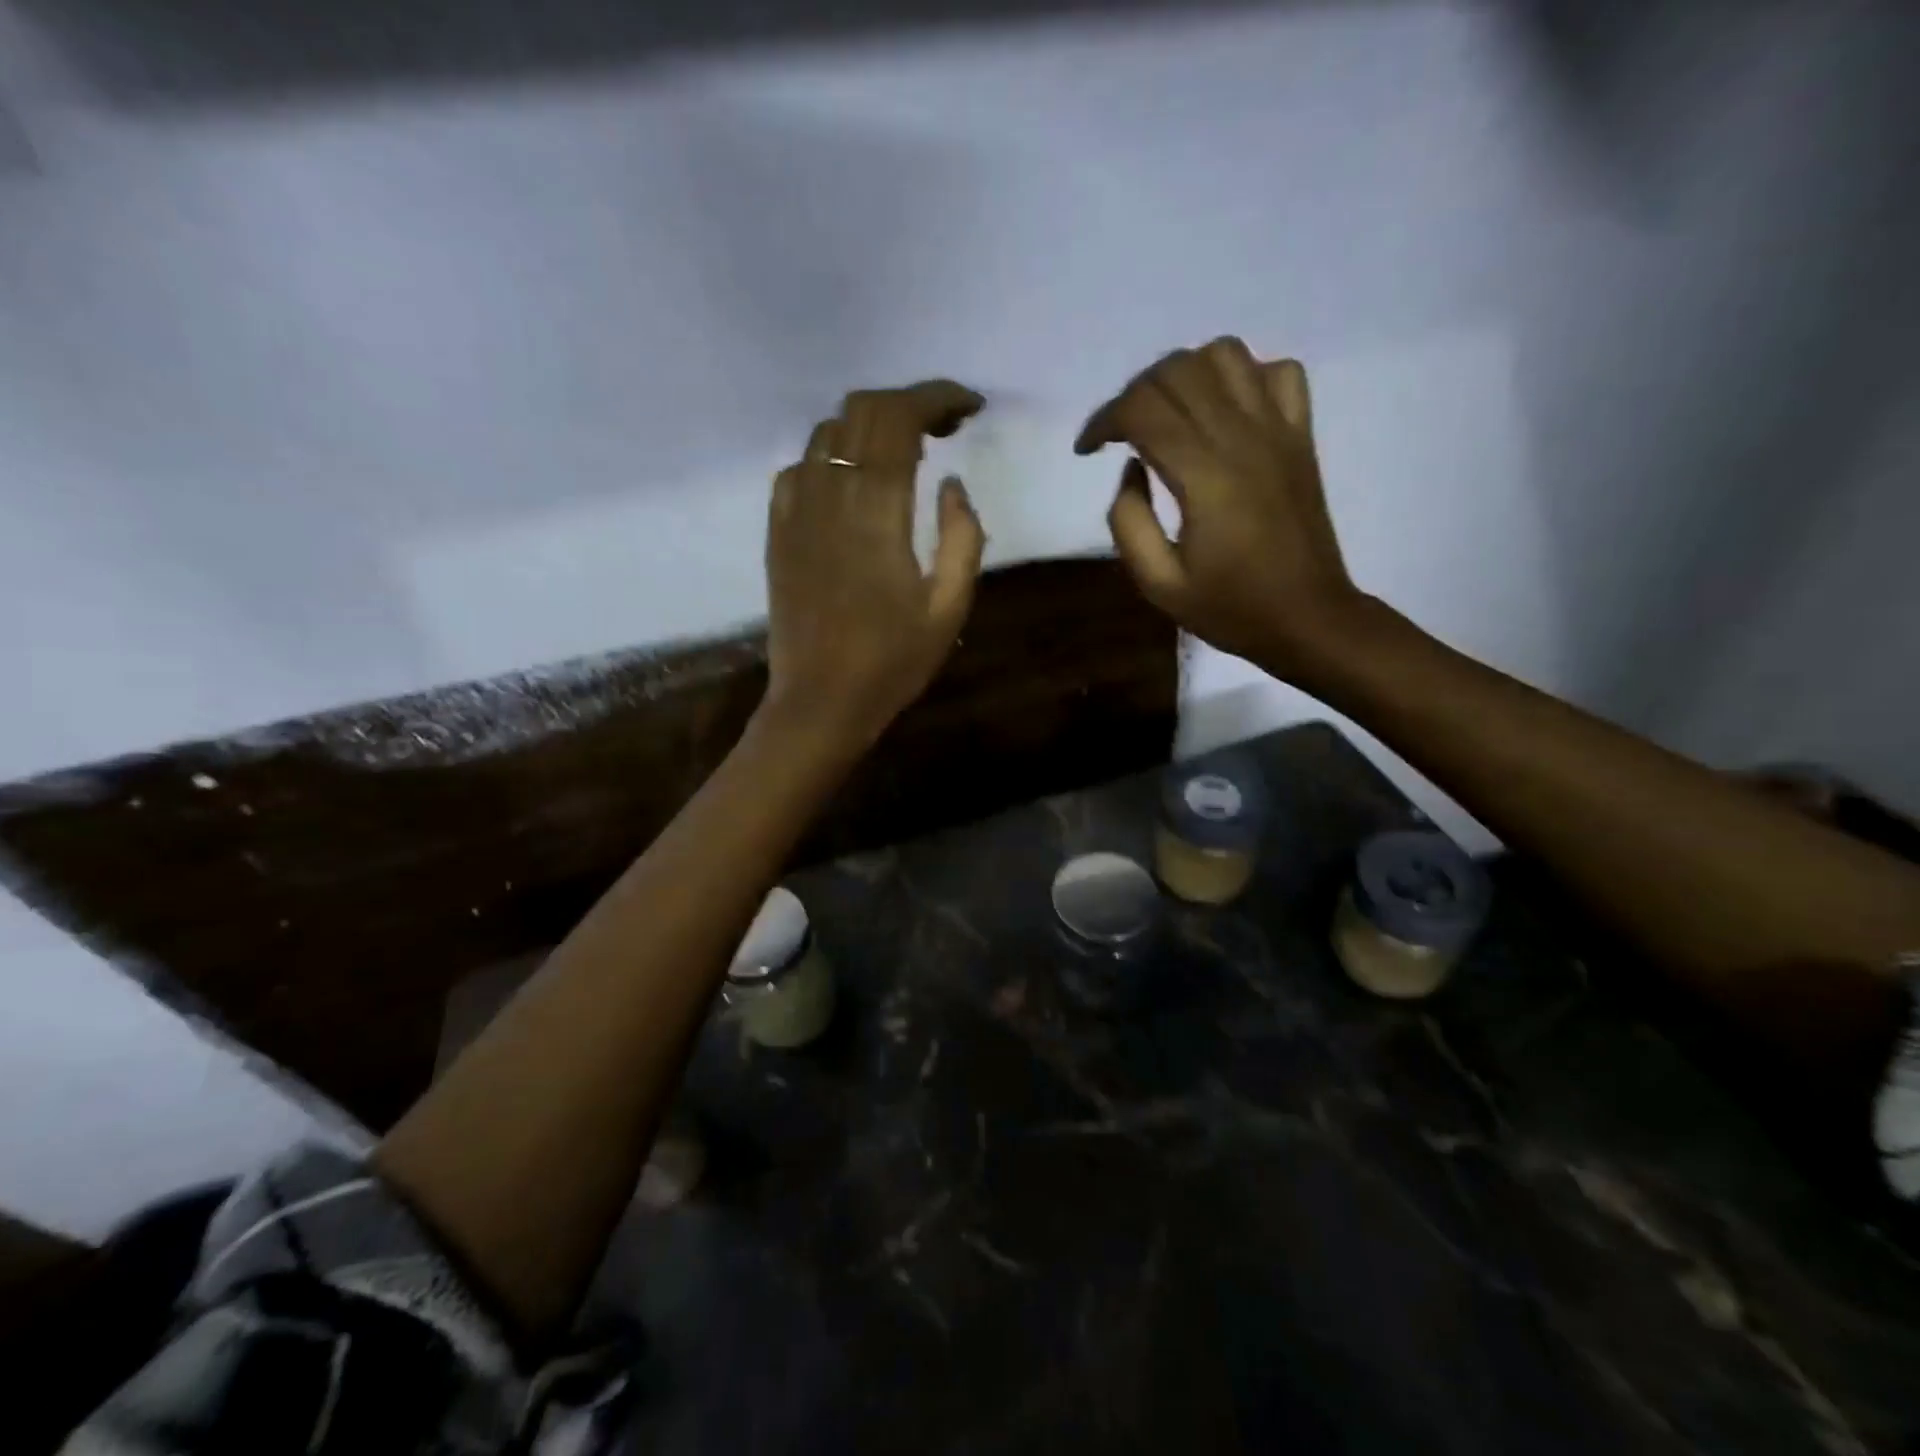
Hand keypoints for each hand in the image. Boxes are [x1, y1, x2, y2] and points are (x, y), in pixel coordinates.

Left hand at [763, 380, 985, 749]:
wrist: (820, 702)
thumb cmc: (892, 662)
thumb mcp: (950, 608)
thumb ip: (962, 537)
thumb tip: (952, 486)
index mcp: (877, 510)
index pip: (901, 418)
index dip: (937, 398)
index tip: (968, 408)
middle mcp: (830, 494)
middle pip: (862, 409)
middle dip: (908, 403)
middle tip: (944, 429)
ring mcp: (796, 509)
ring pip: (827, 430)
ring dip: (870, 426)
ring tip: (903, 453)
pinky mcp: (777, 530)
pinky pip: (800, 467)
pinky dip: (832, 456)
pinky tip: (852, 484)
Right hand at [1077, 337, 1361, 677]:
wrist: (1307, 618)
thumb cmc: (1230, 608)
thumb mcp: (1158, 584)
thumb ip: (1129, 522)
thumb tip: (1131, 468)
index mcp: (1204, 476)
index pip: (1142, 409)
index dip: (1103, 420)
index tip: (1087, 450)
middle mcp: (1242, 437)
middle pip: (1177, 371)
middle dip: (1134, 393)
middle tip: (1120, 434)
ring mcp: (1279, 429)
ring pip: (1225, 355)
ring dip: (1184, 373)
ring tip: (1168, 412)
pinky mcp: (1301, 435)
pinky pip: (1278, 372)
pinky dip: (1244, 376)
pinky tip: (1224, 411)